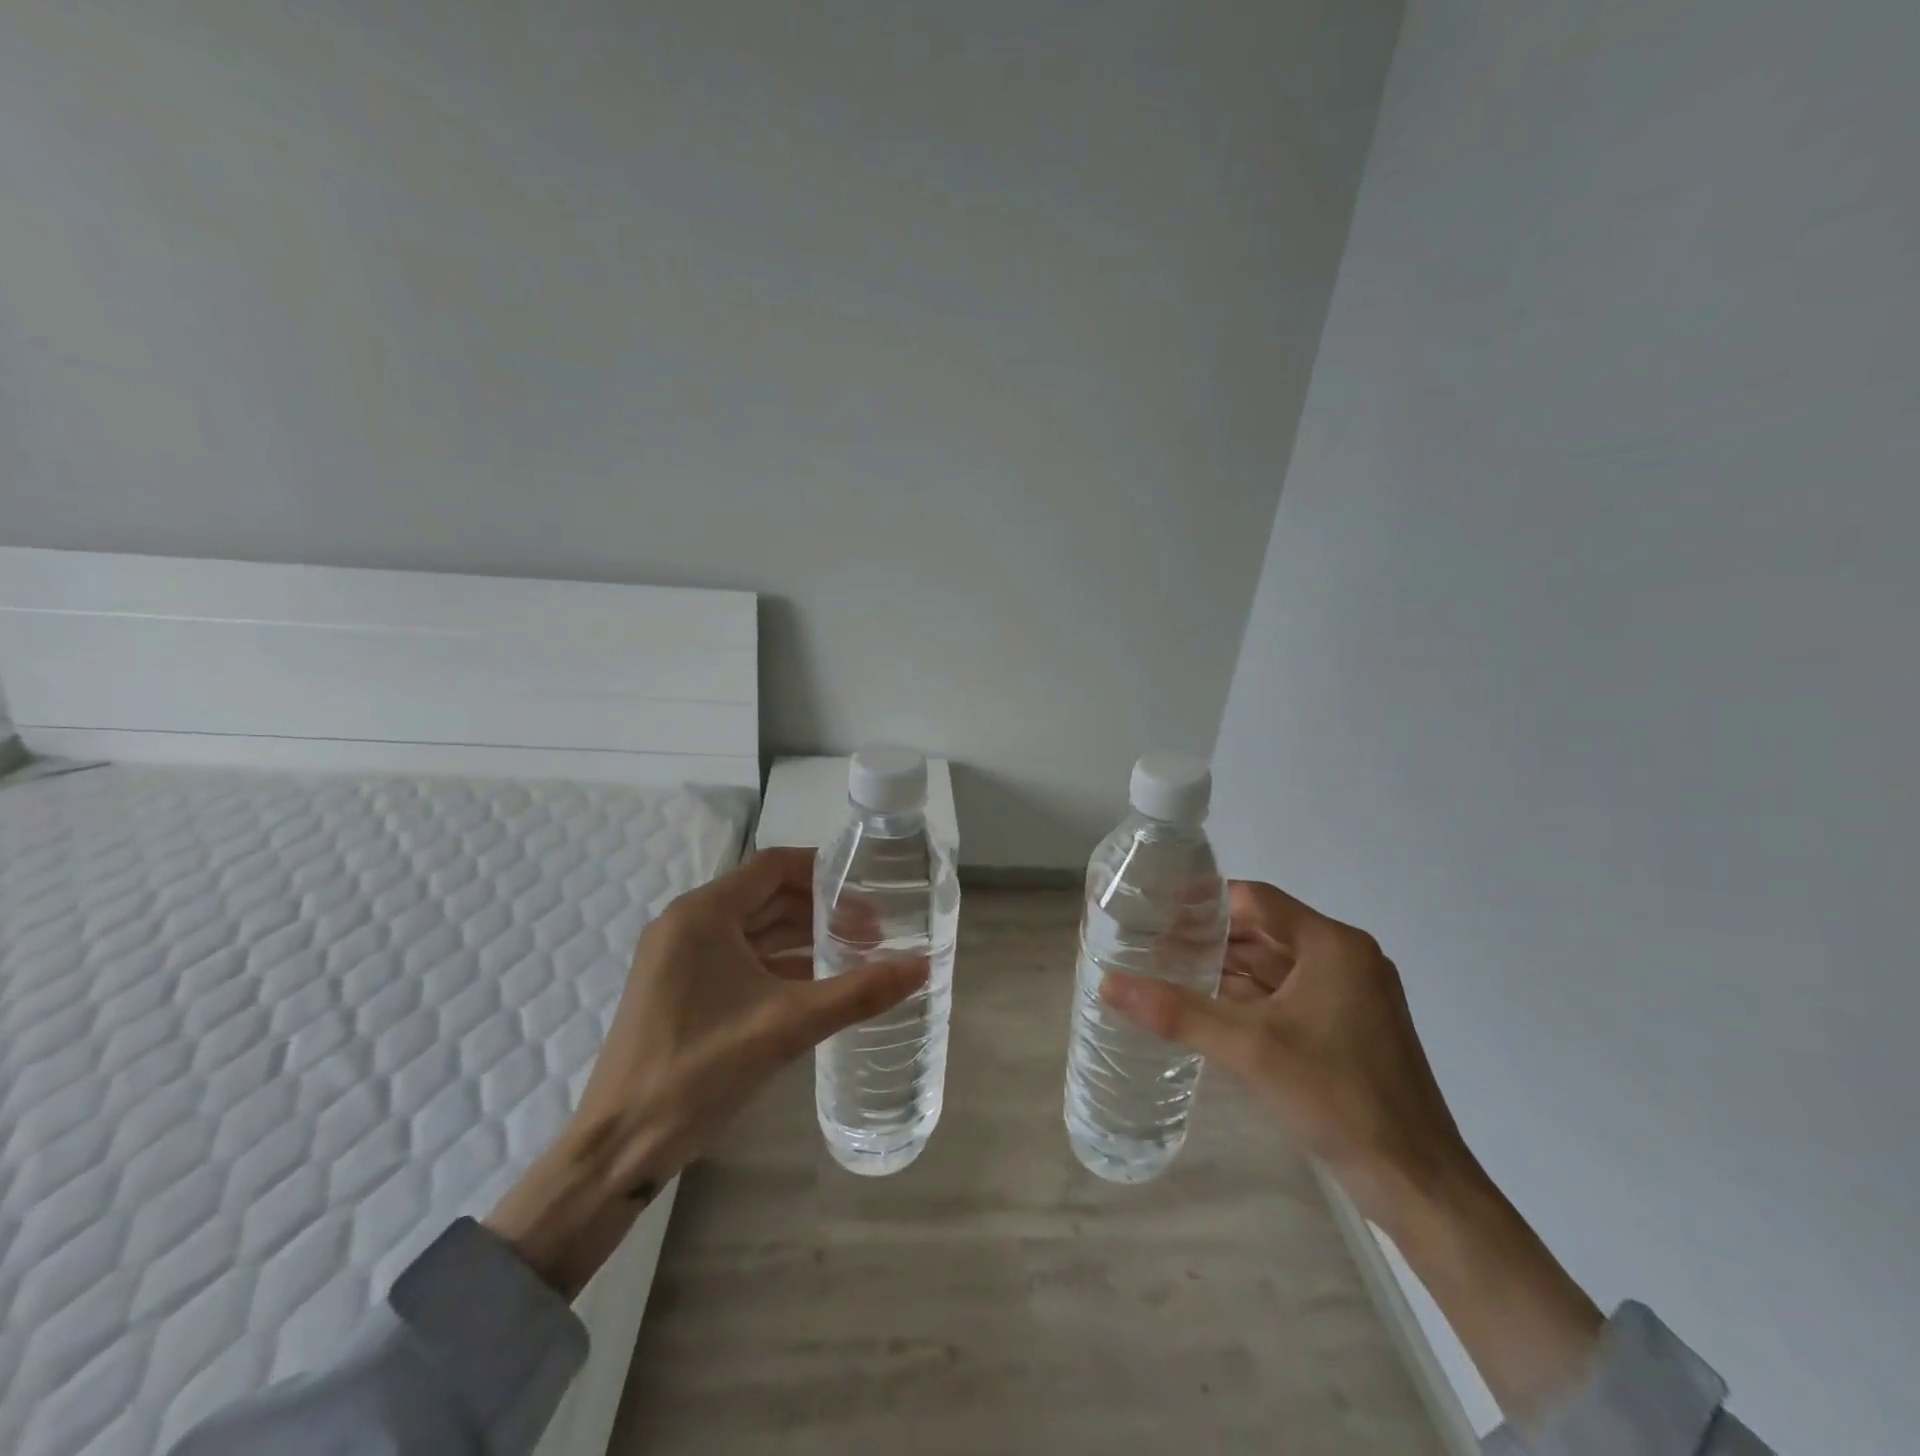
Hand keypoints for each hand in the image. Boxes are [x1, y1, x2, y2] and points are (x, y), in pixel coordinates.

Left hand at [488, 848, 924, 1295]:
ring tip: (856, 953)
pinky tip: (819, 982)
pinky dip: (780, 963)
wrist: (618, 1148)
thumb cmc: (698, 1072)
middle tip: (873, 929)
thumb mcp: (786, 1027)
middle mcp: (688, 923)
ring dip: (803, 937)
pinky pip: (741, 958)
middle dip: (821, 908)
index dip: (825, 871)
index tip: (870, 889)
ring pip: (755, 929)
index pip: (774, 867)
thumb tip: (922, 966)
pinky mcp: (682, 988)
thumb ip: (857, 993)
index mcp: (703, 914)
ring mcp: (681, 957)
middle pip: (767, 895)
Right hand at [1103, 880, 1470, 1223]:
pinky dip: (1251, 997)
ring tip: (1171, 972)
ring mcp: (1352, 995)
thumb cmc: (1337, 1097)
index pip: (1256, 901)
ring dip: (1228, 967)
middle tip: (1153, 944)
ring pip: (1277, 965)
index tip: (1156, 909)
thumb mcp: (1249, 1049)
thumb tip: (1109, 984)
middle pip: (1265, 931)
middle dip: (1210, 938)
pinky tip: (1211, 1008)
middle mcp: (1346, 959)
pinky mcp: (1350, 1028)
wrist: (1418, 1183)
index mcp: (1333, 945)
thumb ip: (1177, 1012)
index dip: (1204, 902)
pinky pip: (1289, 994)